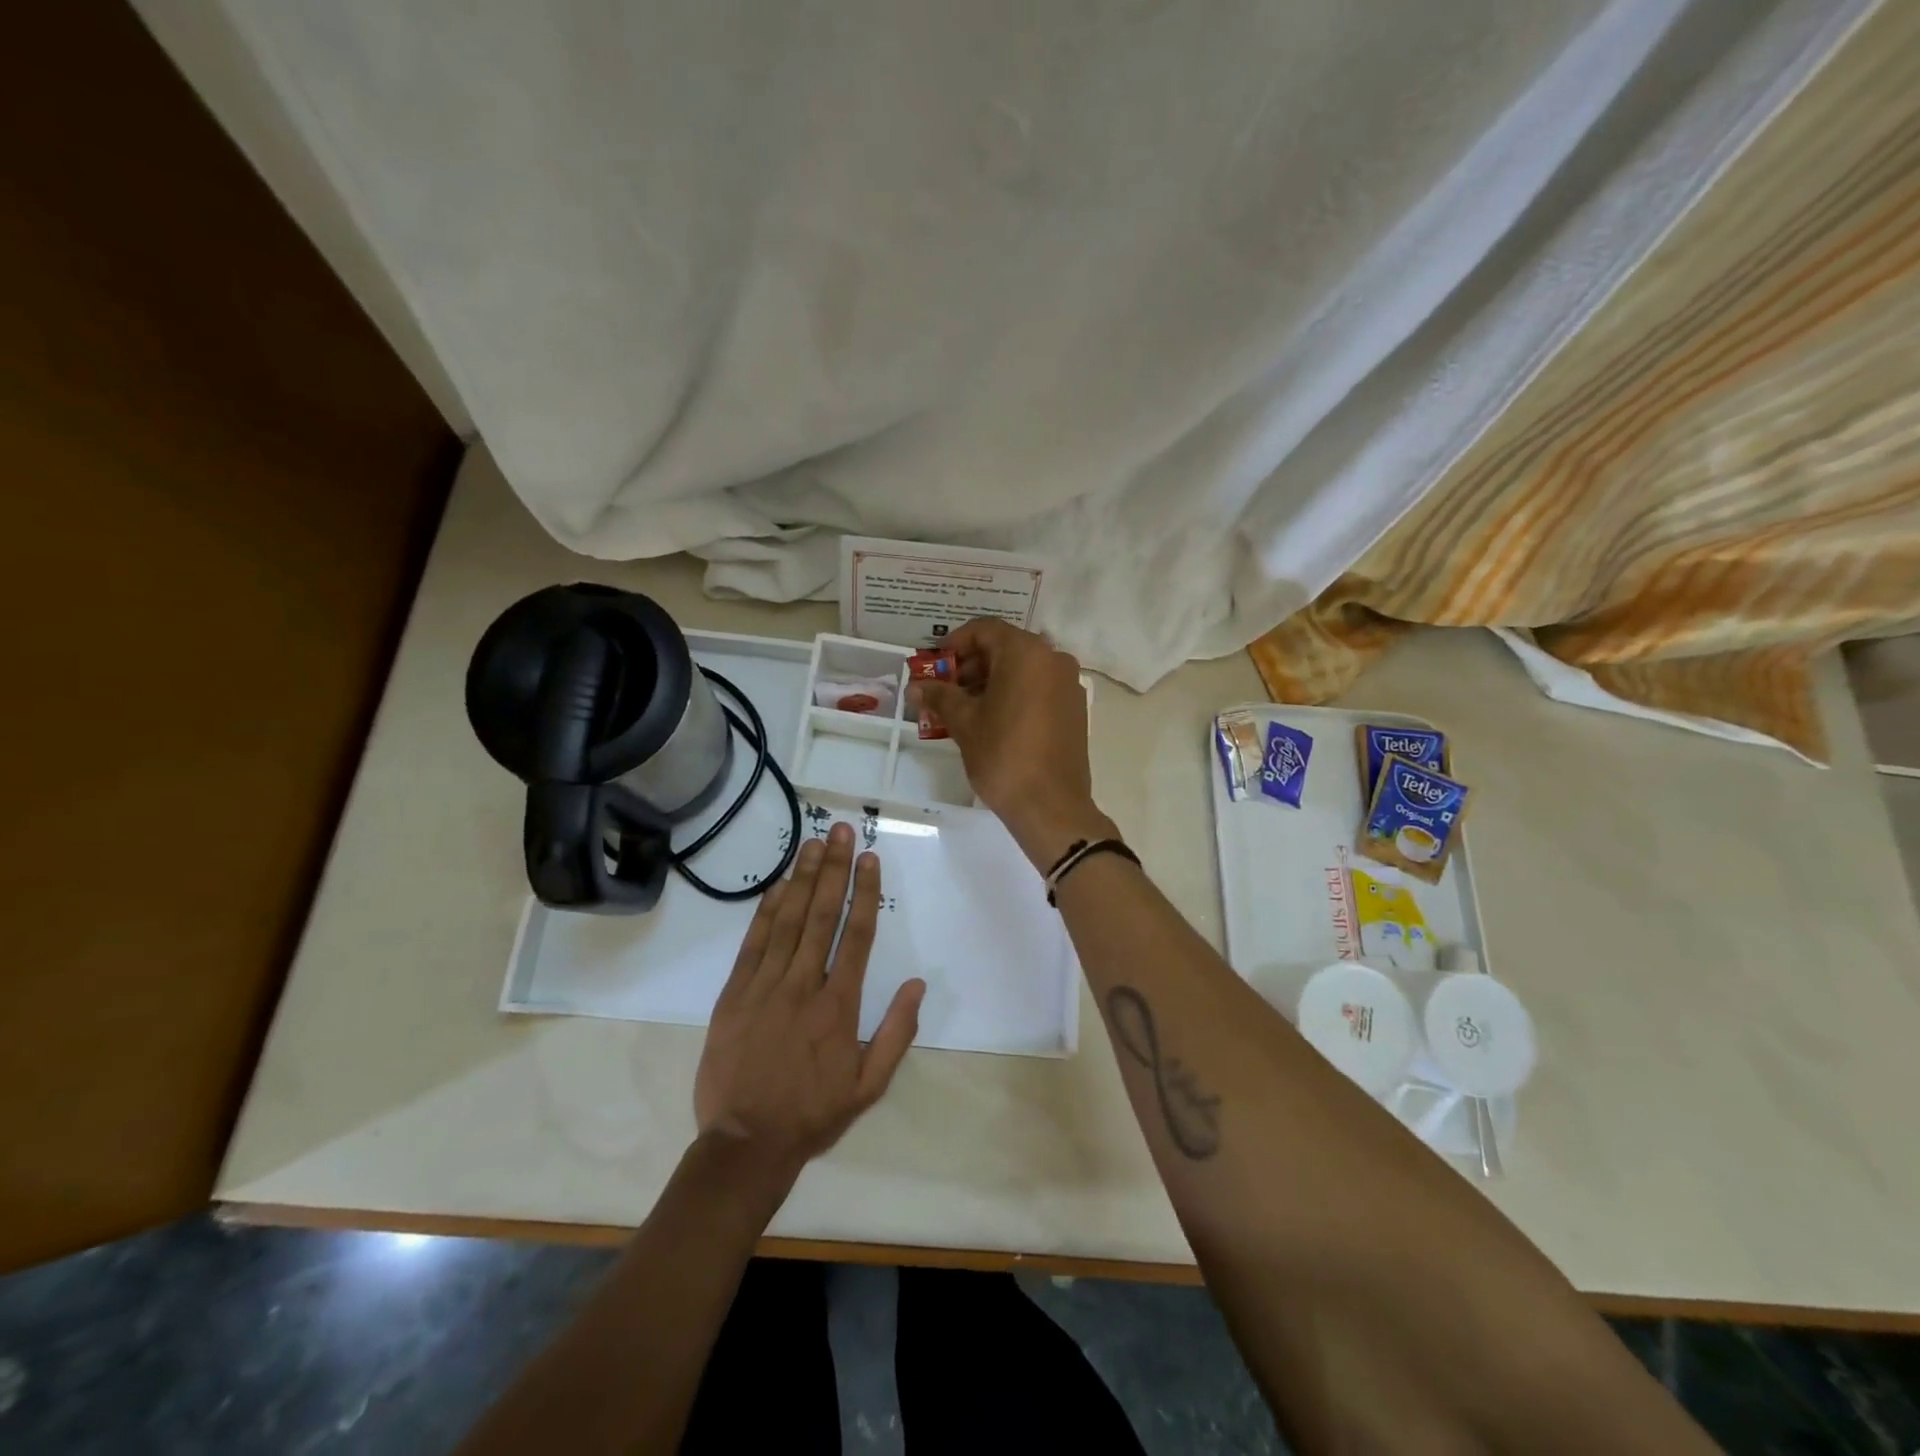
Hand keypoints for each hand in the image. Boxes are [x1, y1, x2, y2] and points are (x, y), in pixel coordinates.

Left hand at [693, 823, 924, 1191]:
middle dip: (833, 869)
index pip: (857, 936)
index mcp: (839, 1006)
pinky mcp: (734, 994)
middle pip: (821, 916)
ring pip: (787, 921)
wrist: (745, 1144)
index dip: (865, 893)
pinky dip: (766, 911)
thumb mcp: (869, 1085)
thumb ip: (897, 1033)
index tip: (869, 858)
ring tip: (812, 843)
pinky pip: (753, 944)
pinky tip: (778, 885)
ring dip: (802, 879)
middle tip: (839, 830)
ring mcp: (765, 987)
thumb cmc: (813, 1114)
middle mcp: (804, 986)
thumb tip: (918, 984)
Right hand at [913, 619, 1116, 869]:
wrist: (1051, 805)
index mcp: (1026, 653)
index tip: (934, 665)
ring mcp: (1068, 684)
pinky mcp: (1074, 708)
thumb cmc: (1003, 756)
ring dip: (991, 681)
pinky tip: (992, 721)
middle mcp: (1053, 659)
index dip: (955, 644)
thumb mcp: (964, 723)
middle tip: (944, 690)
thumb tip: (918, 686)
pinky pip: (1039, 688)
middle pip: (1005, 648)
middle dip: (971, 665)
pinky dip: (1013, 694)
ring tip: (963, 709)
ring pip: (1022, 669)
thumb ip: (940, 696)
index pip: (985, 630)